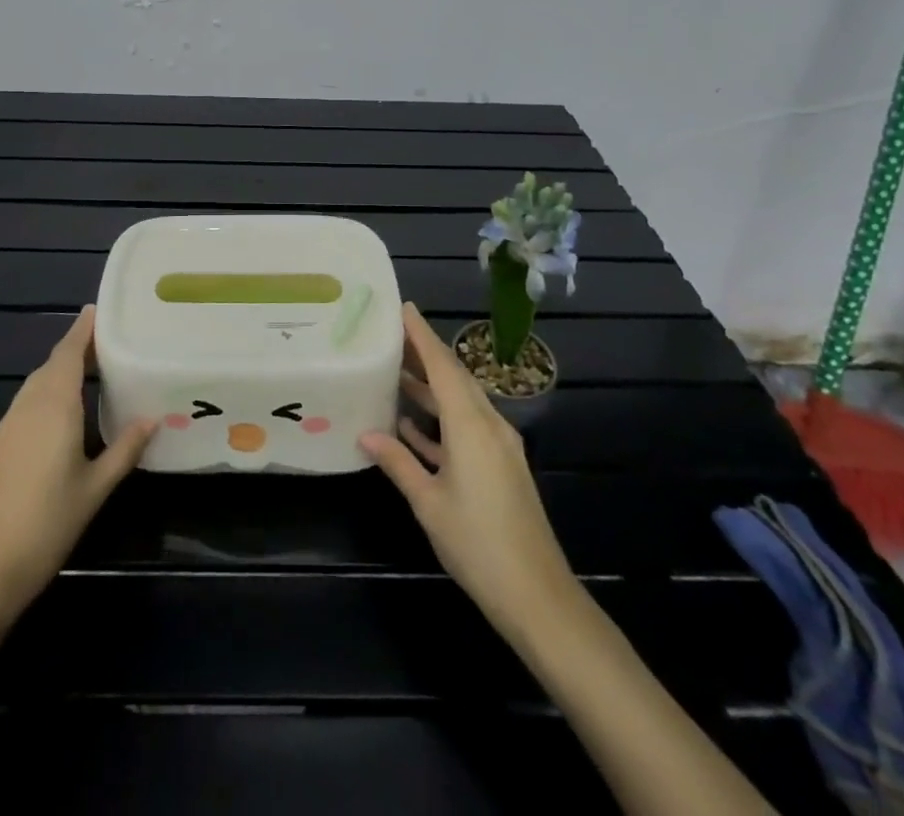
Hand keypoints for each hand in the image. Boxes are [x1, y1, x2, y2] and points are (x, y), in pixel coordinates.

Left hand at [0, 306, 155, 622]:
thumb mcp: (95, 488)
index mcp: (53, 406)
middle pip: (52, 365)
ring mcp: (6, 427)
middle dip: (76, 349)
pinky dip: (46, 395)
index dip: (83, 329)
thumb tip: (153, 418)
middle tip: (108, 343)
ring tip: (91, 373)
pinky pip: (26, 405)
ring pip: (36, 385)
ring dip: (60, 372)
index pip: (68, 353)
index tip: (99, 309)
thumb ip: (124, 449)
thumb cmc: (45, 525)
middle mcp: (27, 406)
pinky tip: (61, 416)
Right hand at [360, 304, 582, 646]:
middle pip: (454, 377)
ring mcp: (498, 447)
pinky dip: (439, 420)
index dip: (421, 334)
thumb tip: (365, 434)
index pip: (443, 366)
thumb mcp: (429, 502)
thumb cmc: (478, 545)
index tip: (402, 307)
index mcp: (472, 425)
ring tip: (393, 371)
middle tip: (389, 334)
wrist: (538, 597)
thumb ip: (398, 462)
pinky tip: (410, 425)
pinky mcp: (500, 467)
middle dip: (424, 353)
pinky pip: (466, 428)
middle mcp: (489, 425)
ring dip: (429, 387)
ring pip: (459, 402)